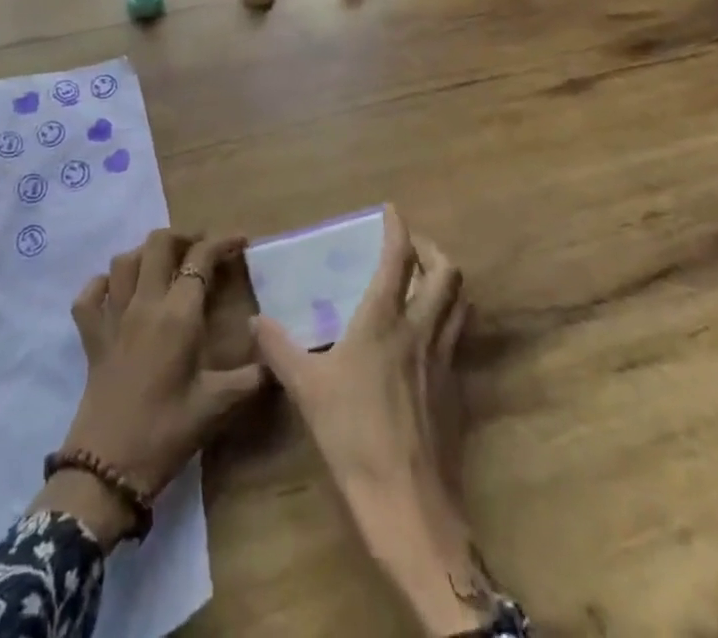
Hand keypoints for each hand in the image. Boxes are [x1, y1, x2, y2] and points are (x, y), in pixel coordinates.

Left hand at [34, 230, 265, 543]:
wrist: (106, 470)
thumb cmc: (166, 433)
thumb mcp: (216, 407)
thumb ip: (250, 379)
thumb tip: (275, 360)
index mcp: (178, 315)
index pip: (200, 258)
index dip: (222, 242)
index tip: (241, 241)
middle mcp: (144, 303)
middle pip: (158, 244)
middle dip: (183, 237)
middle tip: (202, 250)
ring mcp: (113, 317)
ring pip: (124, 261)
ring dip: (145, 253)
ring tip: (164, 264)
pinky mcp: (91, 337)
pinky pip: (89, 296)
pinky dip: (102, 284)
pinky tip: (116, 291)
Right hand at [253, 206, 488, 635]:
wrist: (409, 506)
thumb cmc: (353, 437)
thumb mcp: (306, 390)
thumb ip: (280, 349)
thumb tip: (256, 320)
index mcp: (384, 322)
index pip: (399, 259)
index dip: (398, 228)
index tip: (392, 210)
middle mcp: (421, 330)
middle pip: (448, 273)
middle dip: (433, 250)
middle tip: (412, 249)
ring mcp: (445, 361)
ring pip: (461, 304)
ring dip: (447, 283)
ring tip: (426, 284)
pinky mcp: (457, 391)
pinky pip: (459, 339)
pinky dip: (448, 322)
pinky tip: (426, 341)